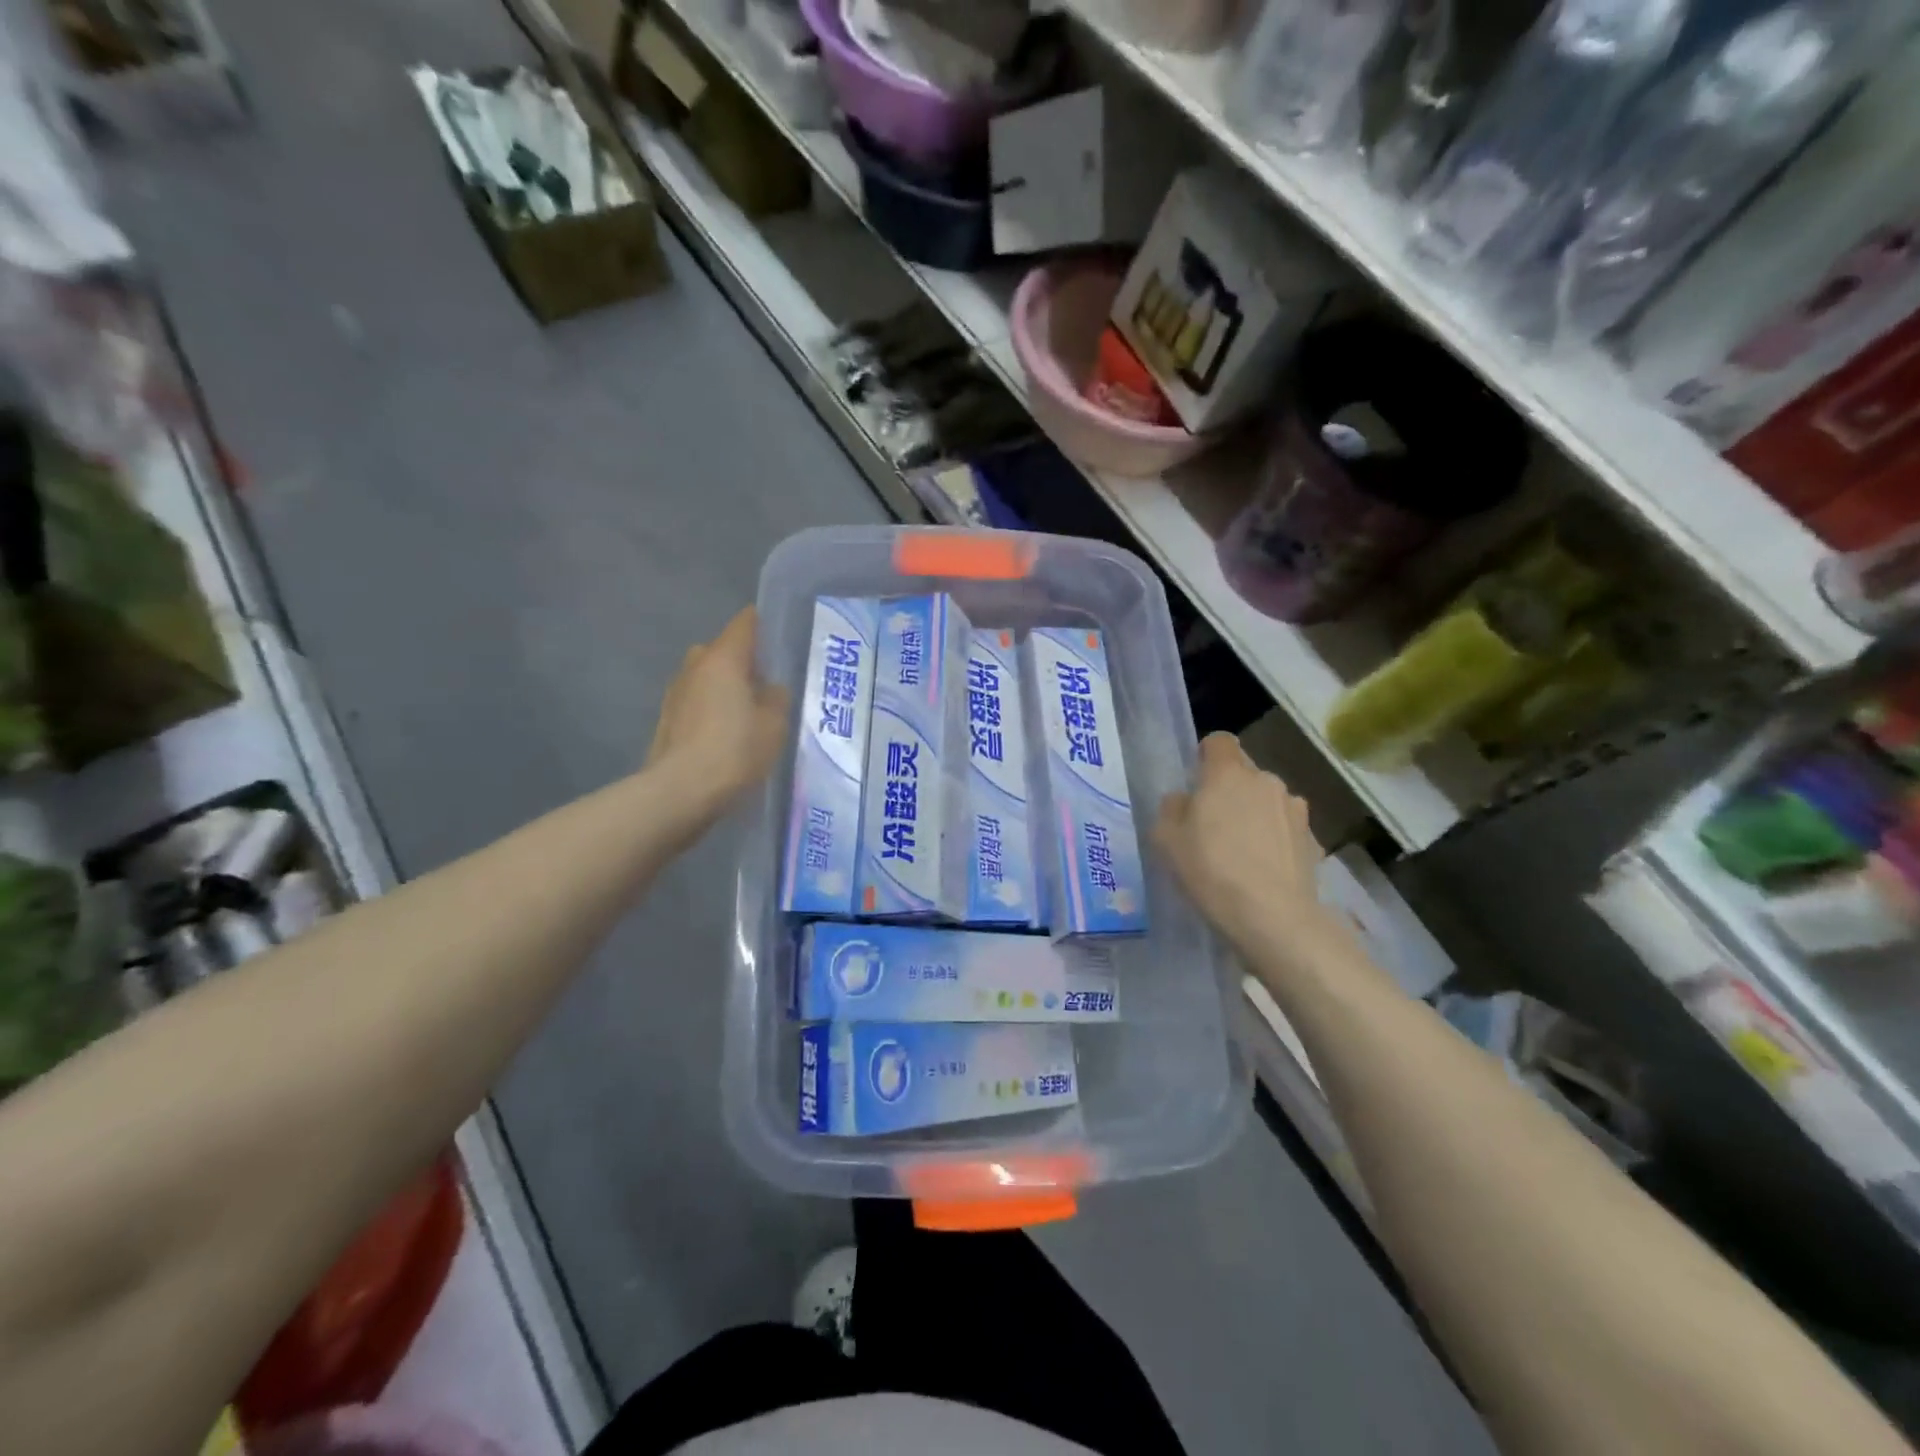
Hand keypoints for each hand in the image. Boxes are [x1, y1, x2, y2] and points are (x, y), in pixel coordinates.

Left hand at [646, 608, 787, 813]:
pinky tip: (726, 733)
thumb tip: (769, 688)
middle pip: (721, 650)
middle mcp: (695, 666)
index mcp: (723, 659)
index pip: (744, 624)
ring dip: (723, 687)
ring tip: (746, 711)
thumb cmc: (735, 750)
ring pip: (705, 677)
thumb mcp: (774, 724)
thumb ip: (776, 698)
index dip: (761, 624)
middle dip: (741, 660)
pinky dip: (710, 709)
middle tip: (765, 681)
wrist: (681, 791)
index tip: (777, 634)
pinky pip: (696, 702)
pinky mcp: (667, 720)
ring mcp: (675, 693)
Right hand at [1155, 732, 1335, 956]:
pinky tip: (1264, 872)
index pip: (1219, 741)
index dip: (1206, 757)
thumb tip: (1185, 800)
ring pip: (1267, 801)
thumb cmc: (1211, 870)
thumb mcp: (1166, 840)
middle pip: (1244, 774)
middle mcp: (1266, 781)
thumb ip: (1172, 809)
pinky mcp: (1314, 840)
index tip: (1196, 784)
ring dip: (1254, 816)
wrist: (1273, 918)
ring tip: (1241, 854)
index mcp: (1228, 773)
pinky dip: (1274, 842)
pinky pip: (1285, 830)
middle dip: (1229, 792)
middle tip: (1211, 828)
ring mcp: (1295, 810)